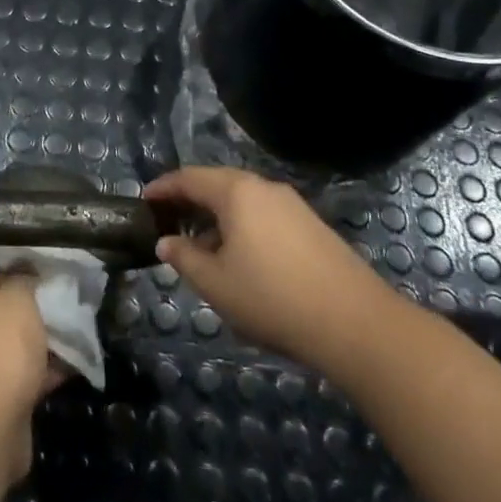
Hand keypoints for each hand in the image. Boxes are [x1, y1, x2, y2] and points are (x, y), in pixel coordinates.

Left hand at [0, 267, 60, 483]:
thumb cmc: (0, 347)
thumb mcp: (19, 299)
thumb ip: (24, 281)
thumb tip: (24, 279)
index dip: (17, 273)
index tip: (44, 279)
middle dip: (29, 311)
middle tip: (60, 308)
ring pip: (9, 345)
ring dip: (37, 343)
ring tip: (71, 337)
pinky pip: (16, 376)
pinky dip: (39, 372)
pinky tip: (69, 367)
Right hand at [145, 166, 385, 366]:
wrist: (356, 323)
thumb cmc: (272, 298)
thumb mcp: (216, 284)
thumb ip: (185, 258)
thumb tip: (167, 242)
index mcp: (237, 192)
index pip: (190, 178)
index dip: (164, 187)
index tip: (144, 199)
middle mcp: (264, 188)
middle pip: (218, 183)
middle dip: (190, 199)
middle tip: (167, 218)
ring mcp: (293, 205)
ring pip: (243, 200)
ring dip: (217, 216)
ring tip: (200, 245)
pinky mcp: (312, 226)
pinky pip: (264, 215)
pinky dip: (242, 226)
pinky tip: (239, 257)